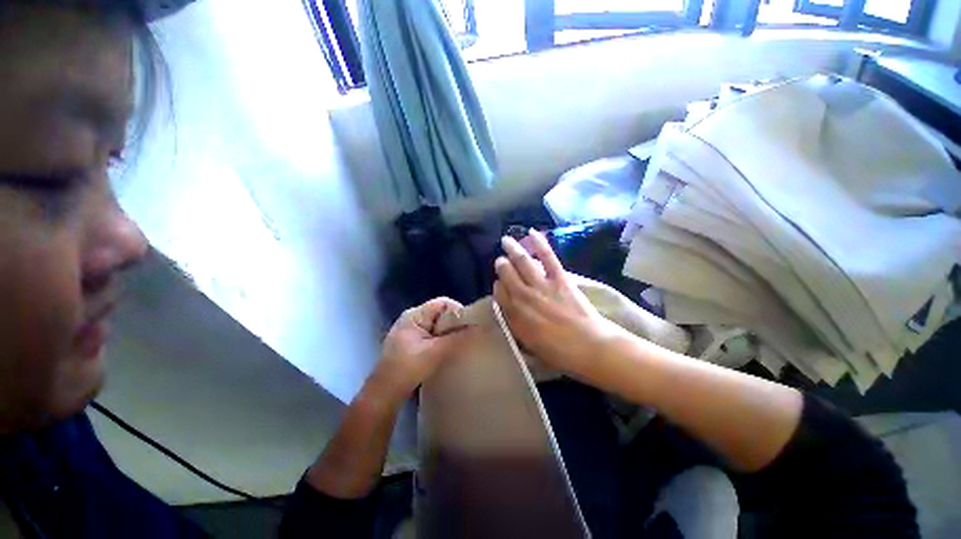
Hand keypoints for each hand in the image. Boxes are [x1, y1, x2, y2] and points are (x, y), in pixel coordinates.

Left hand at [369, 297, 475, 402]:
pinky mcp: (413, 342)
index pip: (442, 303)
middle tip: (467, 337)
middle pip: (441, 313)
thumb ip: (458, 339)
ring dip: (449, 334)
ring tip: (460, 344)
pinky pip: (434, 335)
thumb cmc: (406, 369)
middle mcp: (412, 318)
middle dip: (455, 324)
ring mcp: (412, 330)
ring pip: (438, 325)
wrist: (384, 394)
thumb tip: (480, 329)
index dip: (458, 311)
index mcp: (414, 315)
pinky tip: (449, 351)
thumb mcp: (435, 352)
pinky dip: (443, 341)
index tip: (469, 326)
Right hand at [493, 230, 626, 381]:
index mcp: (516, 316)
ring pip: (522, 263)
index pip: (499, 294)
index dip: (498, 286)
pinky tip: (532, 232)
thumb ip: (517, 326)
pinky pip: (547, 257)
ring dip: (512, 250)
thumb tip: (510, 312)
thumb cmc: (560, 353)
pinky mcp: (560, 279)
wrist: (590, 348)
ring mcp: (542, 286)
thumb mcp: (530, 346)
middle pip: (507, 275)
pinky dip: (540, 244)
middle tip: (501, 260)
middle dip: (502, 265)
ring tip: (506, 240)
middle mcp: (524, 297)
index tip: (499, 283)